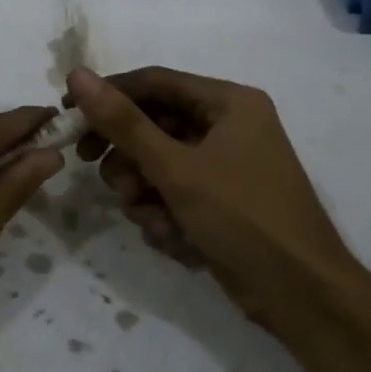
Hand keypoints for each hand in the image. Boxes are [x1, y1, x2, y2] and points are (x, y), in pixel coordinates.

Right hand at [67, 66, 368, 335]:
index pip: (153, 82)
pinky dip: (164, 213)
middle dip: (127, 156)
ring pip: (157, 163)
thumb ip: (123, 122)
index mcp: (228, 103)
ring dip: (144, 192)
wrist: (302, 296)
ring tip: (152, 217)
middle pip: (153, 125)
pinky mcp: (220, 200)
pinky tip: (173, 237)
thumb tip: (77, 75)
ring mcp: (225, 165)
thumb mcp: (175, 168)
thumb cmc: (243, 218)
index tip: (68, 115)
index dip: (107, 95)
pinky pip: (173, 192)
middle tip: (99, 172)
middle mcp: (228, 126)